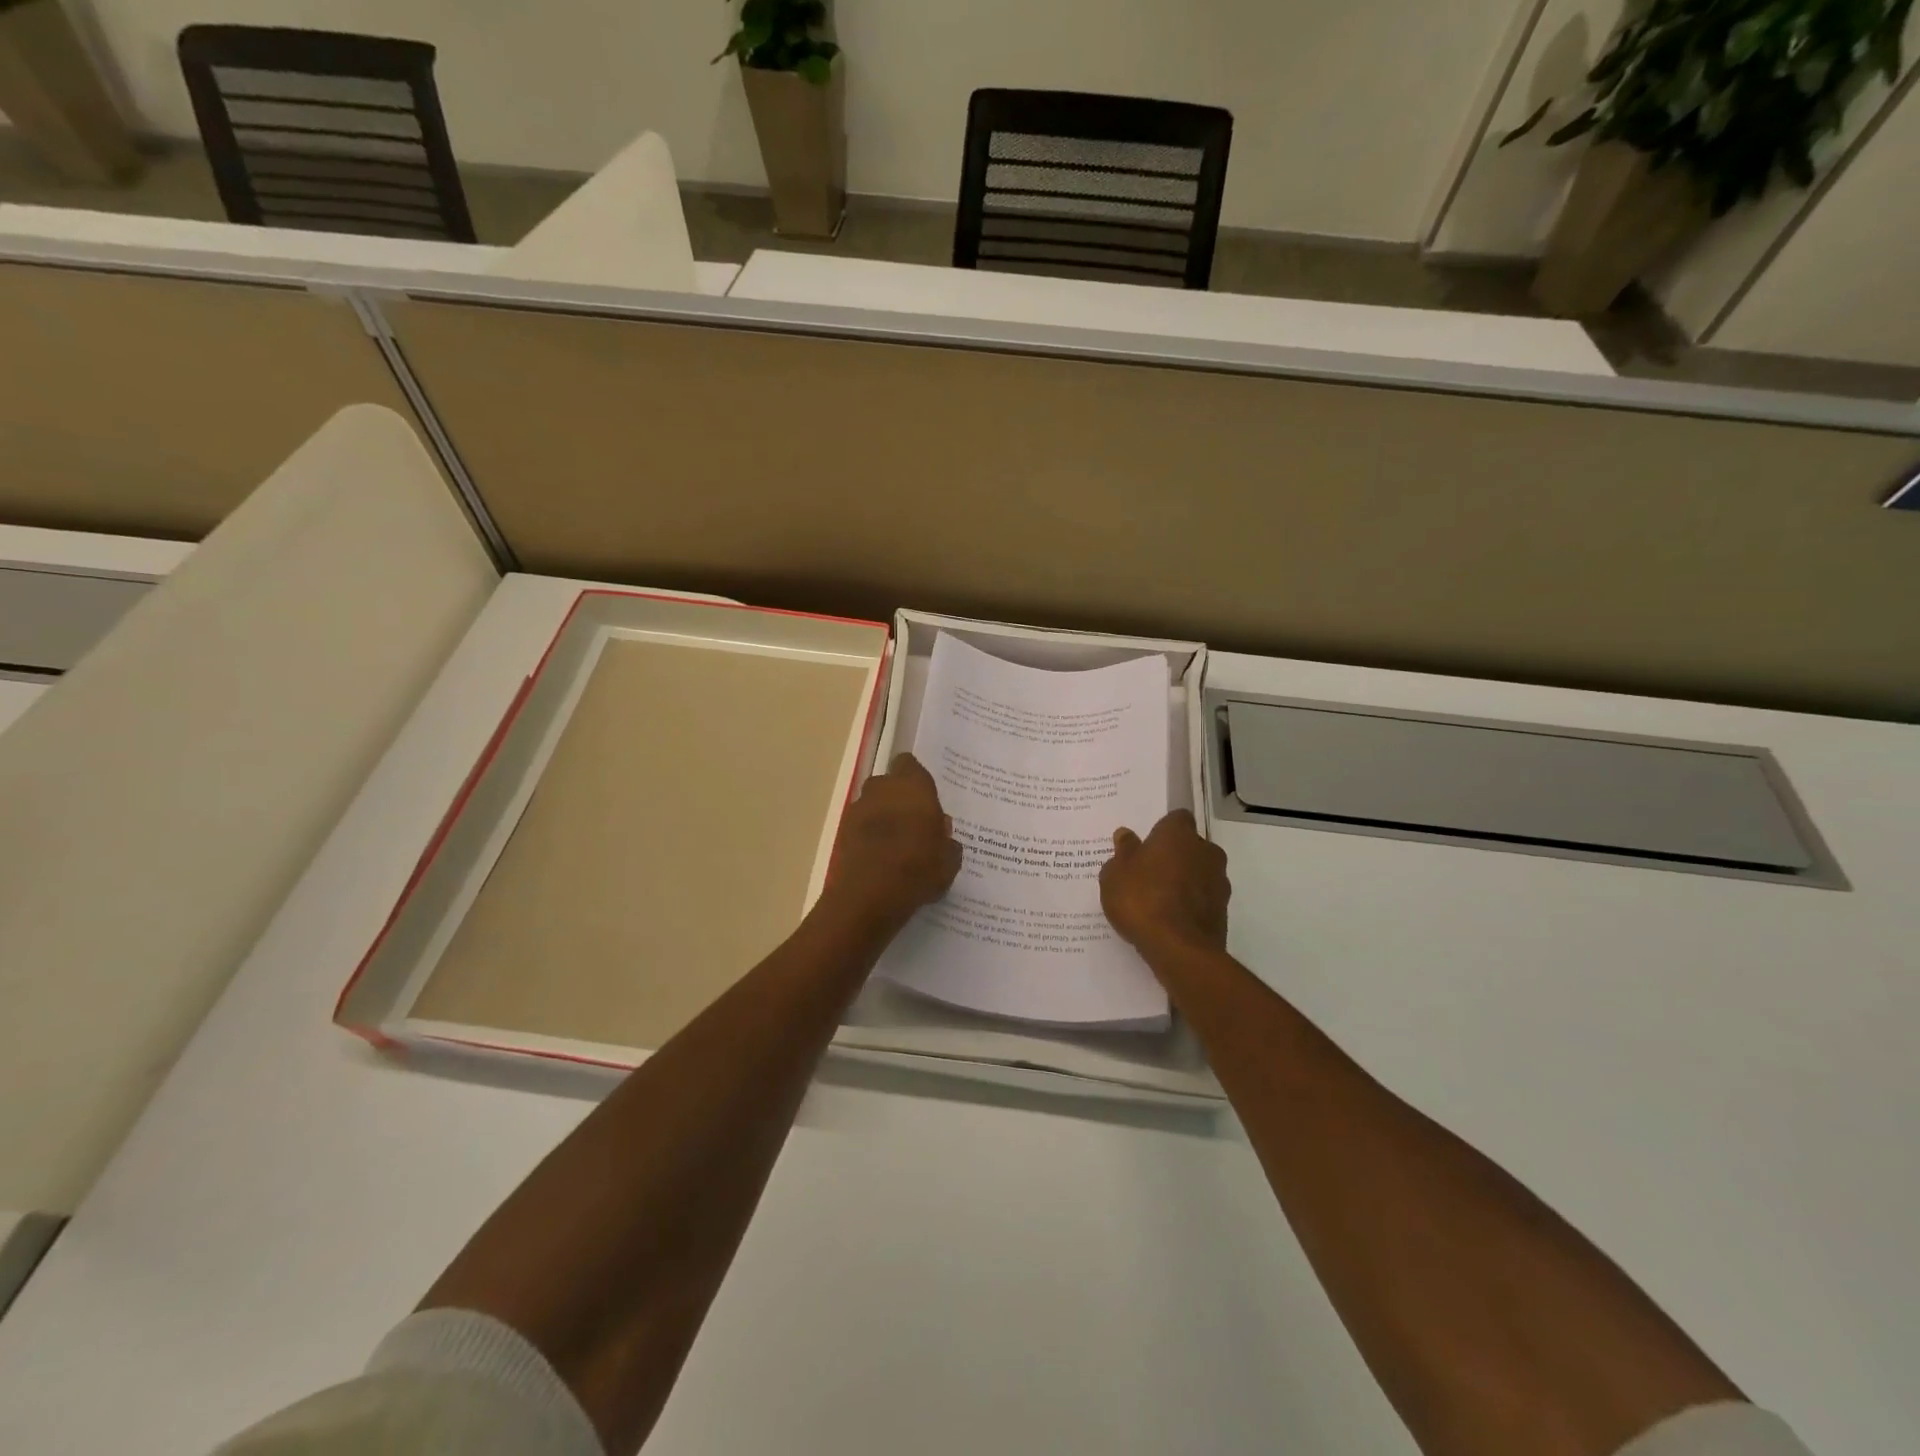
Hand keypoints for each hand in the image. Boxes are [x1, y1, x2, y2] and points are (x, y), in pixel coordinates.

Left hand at [824, 753, 962, 932]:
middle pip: (889, 784)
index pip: (910, 764)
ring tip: (896, 846)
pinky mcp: (841, 831)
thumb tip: (941, 832)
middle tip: (914, 824)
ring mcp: (857, 809)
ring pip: (873, 805)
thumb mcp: (948, 860)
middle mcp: (881, 789)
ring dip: (881, 818)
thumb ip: (947, 841)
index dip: (917, 780)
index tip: (926, 799)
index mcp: (912, 786)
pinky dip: (867, 837)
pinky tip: (879, 860)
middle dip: (899, 799)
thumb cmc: (917, 868)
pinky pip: (860, 827)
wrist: (868, 896)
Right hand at [1100, 810, 1229, 961]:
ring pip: (1199, 873)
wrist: (1179, 949)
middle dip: (1174, 855)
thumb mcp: (1115, 874)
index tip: (1147, 843)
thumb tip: (1126, 835)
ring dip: (1184, 881)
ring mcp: (1219, 882)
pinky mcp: (1223, 911)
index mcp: (1179, 834)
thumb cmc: (1141, 899)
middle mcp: (1206, 851)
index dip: (1162, 829)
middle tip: (1148, 872)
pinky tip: (1169, 919)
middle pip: (1190, 846)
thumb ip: (1123, 852)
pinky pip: (1202, 899)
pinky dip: (1189, 904)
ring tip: (1157, 899)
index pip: (1176, 818)